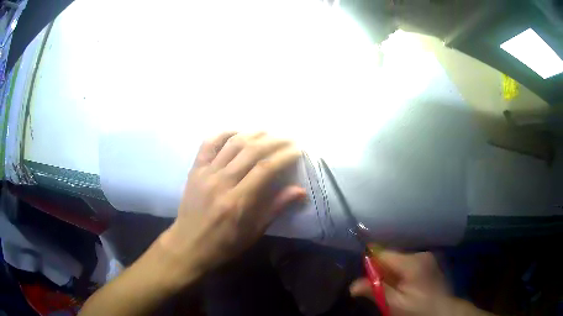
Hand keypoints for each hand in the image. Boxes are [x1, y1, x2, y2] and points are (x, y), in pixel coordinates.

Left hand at [160, 132, 305, 277]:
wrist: (188, 244)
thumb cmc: (224, 243)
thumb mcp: (253, 232)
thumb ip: (275, 208)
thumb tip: (300, 190)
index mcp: (237, 201)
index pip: (265, 169)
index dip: (284, 156)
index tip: (297, 150)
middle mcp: (221, 182)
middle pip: (251, 151)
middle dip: (274, 141)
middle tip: (288, 138)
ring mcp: (205, 173)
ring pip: (232, 144)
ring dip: (253, 133)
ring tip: (269, 131)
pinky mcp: (195, 170)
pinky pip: (208, 144)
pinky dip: (224, 133)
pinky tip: (237, 131)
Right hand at [350, 251, 450, 315]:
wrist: (444, 311)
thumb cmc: (419, 309)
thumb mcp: (395, 304)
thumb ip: (375, 291)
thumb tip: (352, 286)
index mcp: (412, 262)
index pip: (383, 253)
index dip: (370, 263)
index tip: (363, 276)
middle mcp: (420, 254)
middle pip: (391, 258)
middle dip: (381, 272)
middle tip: (378, 289)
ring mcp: (427, 258)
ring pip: (399, 262)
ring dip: (391, 274)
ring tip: (392, 291)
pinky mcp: (429, 264)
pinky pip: (408, 265)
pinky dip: (401, 275)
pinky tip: (403, 288)